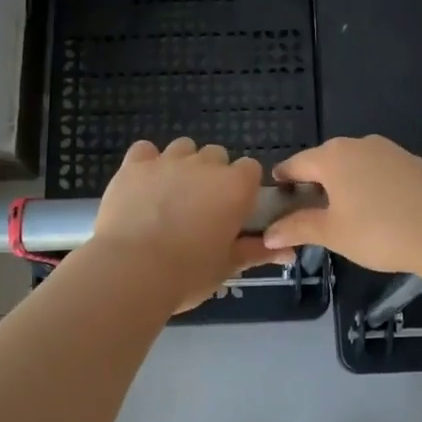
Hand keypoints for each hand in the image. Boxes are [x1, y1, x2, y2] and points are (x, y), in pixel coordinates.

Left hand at [92, 139, 282, 311]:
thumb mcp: (227, 266)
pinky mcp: (134, 165)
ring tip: (171, 195)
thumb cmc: (188, 274)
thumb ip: (256, 252)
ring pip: (183, 148)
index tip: (234, 210)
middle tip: (202, 208)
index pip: (251, 168)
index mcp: (235, 187)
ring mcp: (167, 161)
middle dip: (213, 174)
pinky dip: (147, 162)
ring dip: (183, 165)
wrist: (131, 271)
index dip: (243, 187)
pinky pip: (145, 150)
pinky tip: (143, 184)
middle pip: (217, 155)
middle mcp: (205, 164)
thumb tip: (289, 253)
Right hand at [262, 135, 421, 272]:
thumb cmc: (380, 231)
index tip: (277, 198)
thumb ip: (298, 228)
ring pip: (355, 165)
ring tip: (344, 214)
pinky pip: (379, 171)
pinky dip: (370, 186)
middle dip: (314, 184)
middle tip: (308, 212)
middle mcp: (358, 144)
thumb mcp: (333, 233)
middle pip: (325, 161)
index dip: (283, 182)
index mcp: (332, 157)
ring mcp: (390, 150)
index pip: (296, 164)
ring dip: (344, 184)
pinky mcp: (413, 162)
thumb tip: (268, 234)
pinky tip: (378, 210)